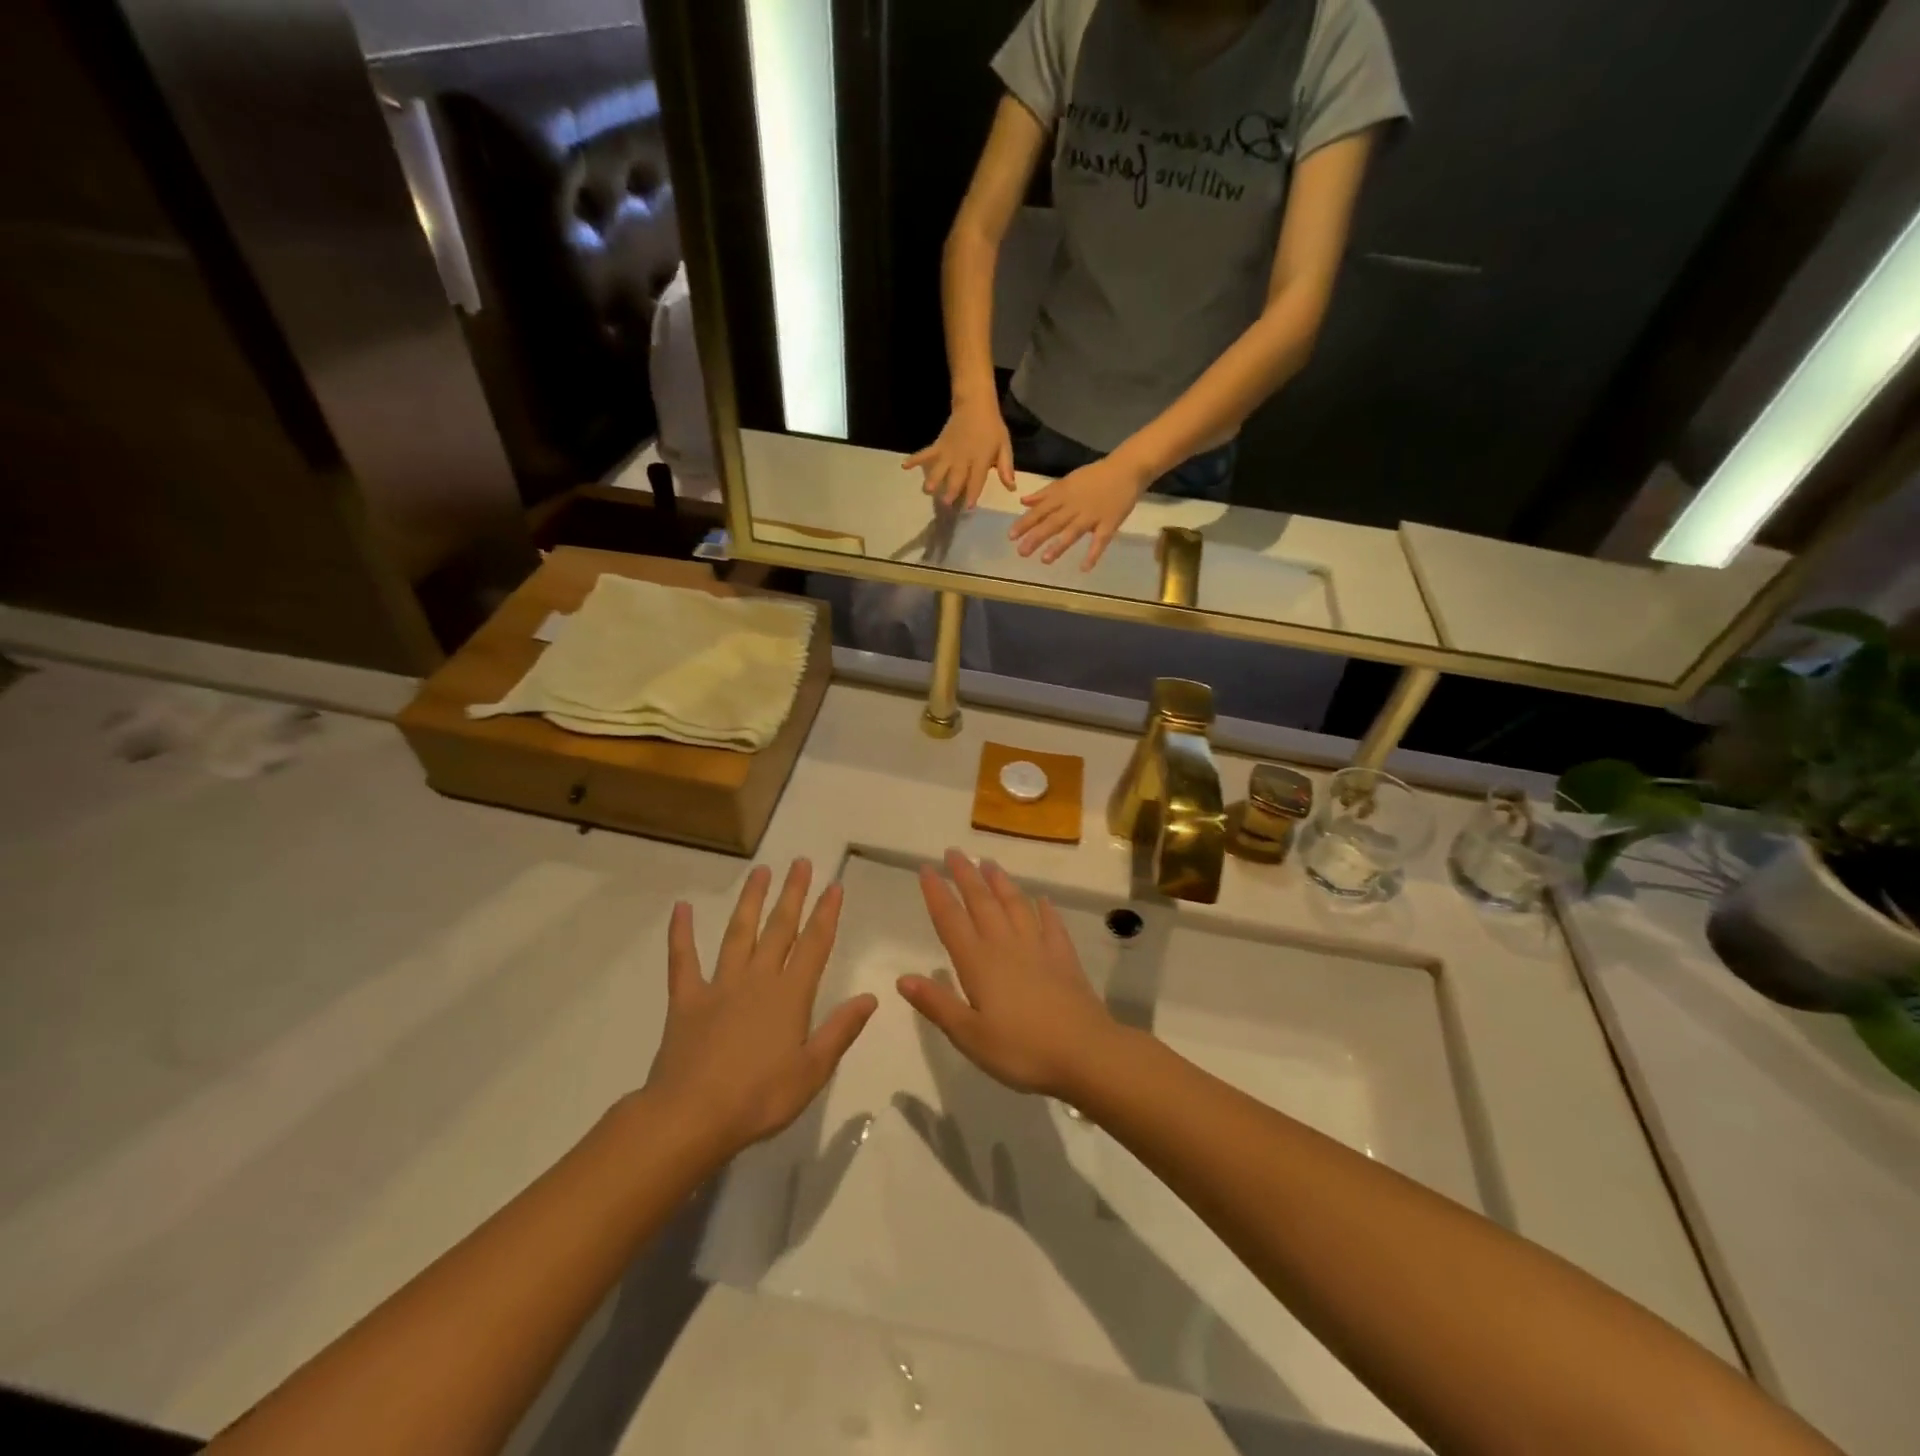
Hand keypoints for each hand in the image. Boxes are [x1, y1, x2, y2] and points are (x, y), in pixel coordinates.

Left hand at [646, 860, 875, 1157]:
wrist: (692, 1116)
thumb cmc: (760, 1098)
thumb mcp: (813, 1070)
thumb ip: (841, 1030)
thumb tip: (871, 997)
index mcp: (790, 995)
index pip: (814, 945)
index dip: (826, 914)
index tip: (834, 886)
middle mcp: (758, 979)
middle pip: (779, 928)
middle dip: (793, 894)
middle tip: (801, 862)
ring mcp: (720, 986)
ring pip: (738, 933)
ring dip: (751, 901)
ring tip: (761, 871)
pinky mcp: (687, 1000)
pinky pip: (683, 960)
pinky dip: (681, 934)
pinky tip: (682, 908)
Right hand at [899, 850, 1120, 1100]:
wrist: (1085, 1053)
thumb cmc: (1021, 1050)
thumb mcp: (970, 1036)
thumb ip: (937, 1004)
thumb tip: (902, 978)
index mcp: (978, 963)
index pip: (951, 920)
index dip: (937, 894)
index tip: (926, 868)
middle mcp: (1006, 946)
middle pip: (982, 903)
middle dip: (966, 876)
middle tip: (954, 852)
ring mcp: (1039, 948)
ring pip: (1015, 905)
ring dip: (1001, 883)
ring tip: (990, 863)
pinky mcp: (1064, 958)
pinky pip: (1051, 924)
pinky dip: (1045, 909)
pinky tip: (1042, 900)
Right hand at [902, 397, 1014, 507]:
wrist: (975, 404)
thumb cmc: (992, 428)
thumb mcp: (1004, 446)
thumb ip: (1006, 467)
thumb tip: (1011, 487)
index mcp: (980, 459)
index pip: (977, 479)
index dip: (973, 493)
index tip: (969, 506)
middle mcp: (963, 458)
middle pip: (956, 476)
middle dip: (951, 490)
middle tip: (946, 504)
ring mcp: (949, 451)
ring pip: (939, 467)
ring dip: (933, 478)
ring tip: (927, 490)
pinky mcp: (939, 445)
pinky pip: (926, 453)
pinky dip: (915, 459)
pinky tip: (904, 466)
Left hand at [1008, 453, 1149, 569]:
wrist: (1127, 469)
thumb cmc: (1095, 476)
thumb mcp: (1067, 480)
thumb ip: (1045, 493)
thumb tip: (1023, 501)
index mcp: (1064, 495)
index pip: (1041, 510)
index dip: (1025, 523)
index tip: (1010, 536)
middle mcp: (1075, 506)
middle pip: (1053, 522)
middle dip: (1036, 537)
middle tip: (1021, 552)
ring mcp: (1092, 516)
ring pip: (1073, 531)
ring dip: (1059, 546)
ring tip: (1045, 560)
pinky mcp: (1109, 524)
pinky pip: (1100, 541)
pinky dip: (1093, 554)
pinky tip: (1084, 568)